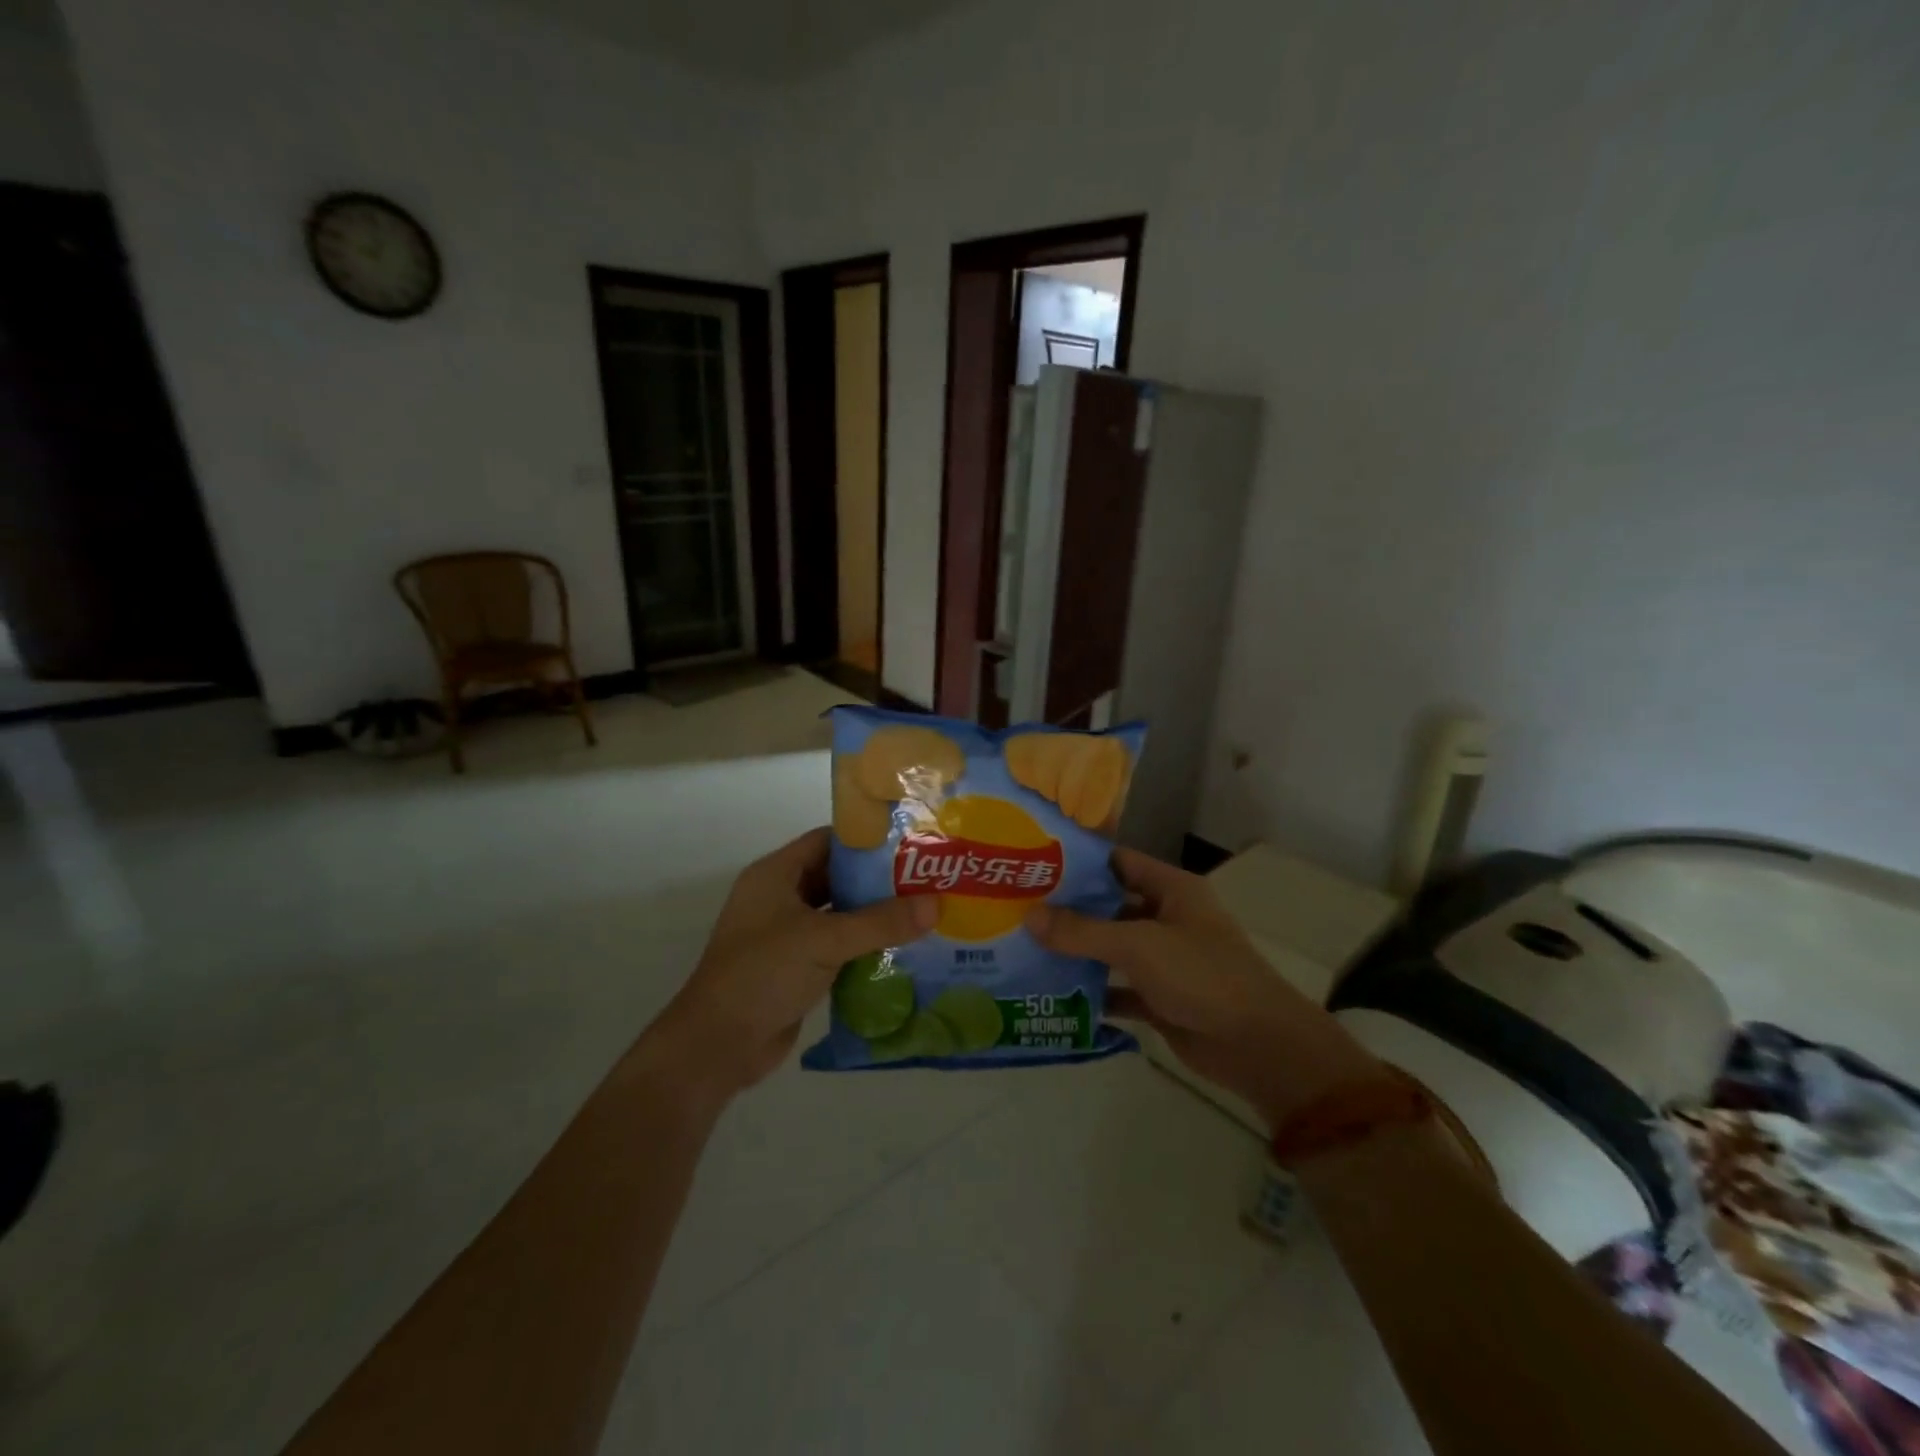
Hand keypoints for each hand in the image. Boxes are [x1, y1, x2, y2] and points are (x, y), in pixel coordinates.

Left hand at [637, 828, 935, 1105]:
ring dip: (872, 914)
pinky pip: (835, 945)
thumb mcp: (825, 940)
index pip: (826, 841)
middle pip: (835, 876)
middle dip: (876, 880)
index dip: (866, 840)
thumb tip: (936, 904)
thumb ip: (880, 922)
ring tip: (921, 911)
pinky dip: (862, 944)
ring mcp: (785, 934)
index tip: (910, 843)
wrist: (719, 1044)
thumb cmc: (764, 973)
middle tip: (924, 879)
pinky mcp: (794, 966)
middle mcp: (779, 897)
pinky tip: (899, 948)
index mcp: (775, 875)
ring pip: (837, 913)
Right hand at [1027, 847, 1380, 1126]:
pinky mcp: (1160, 999)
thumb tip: (1029, 916)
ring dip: (1076, 953)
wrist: (1259, 1047)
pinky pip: (1117, 989)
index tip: (1033, 864)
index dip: (1079, 862)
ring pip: (1111, 949)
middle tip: (1016, 909)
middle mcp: (1166, 918)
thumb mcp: (1139, 945)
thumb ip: (1082, 931)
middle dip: (1068, 910)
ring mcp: (1164, 961)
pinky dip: (1092, 993)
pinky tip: (1052, 994)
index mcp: (1171, 890)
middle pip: (1109, 906)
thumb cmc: (1203, 976)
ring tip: (1024, 949)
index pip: (1118, 862)